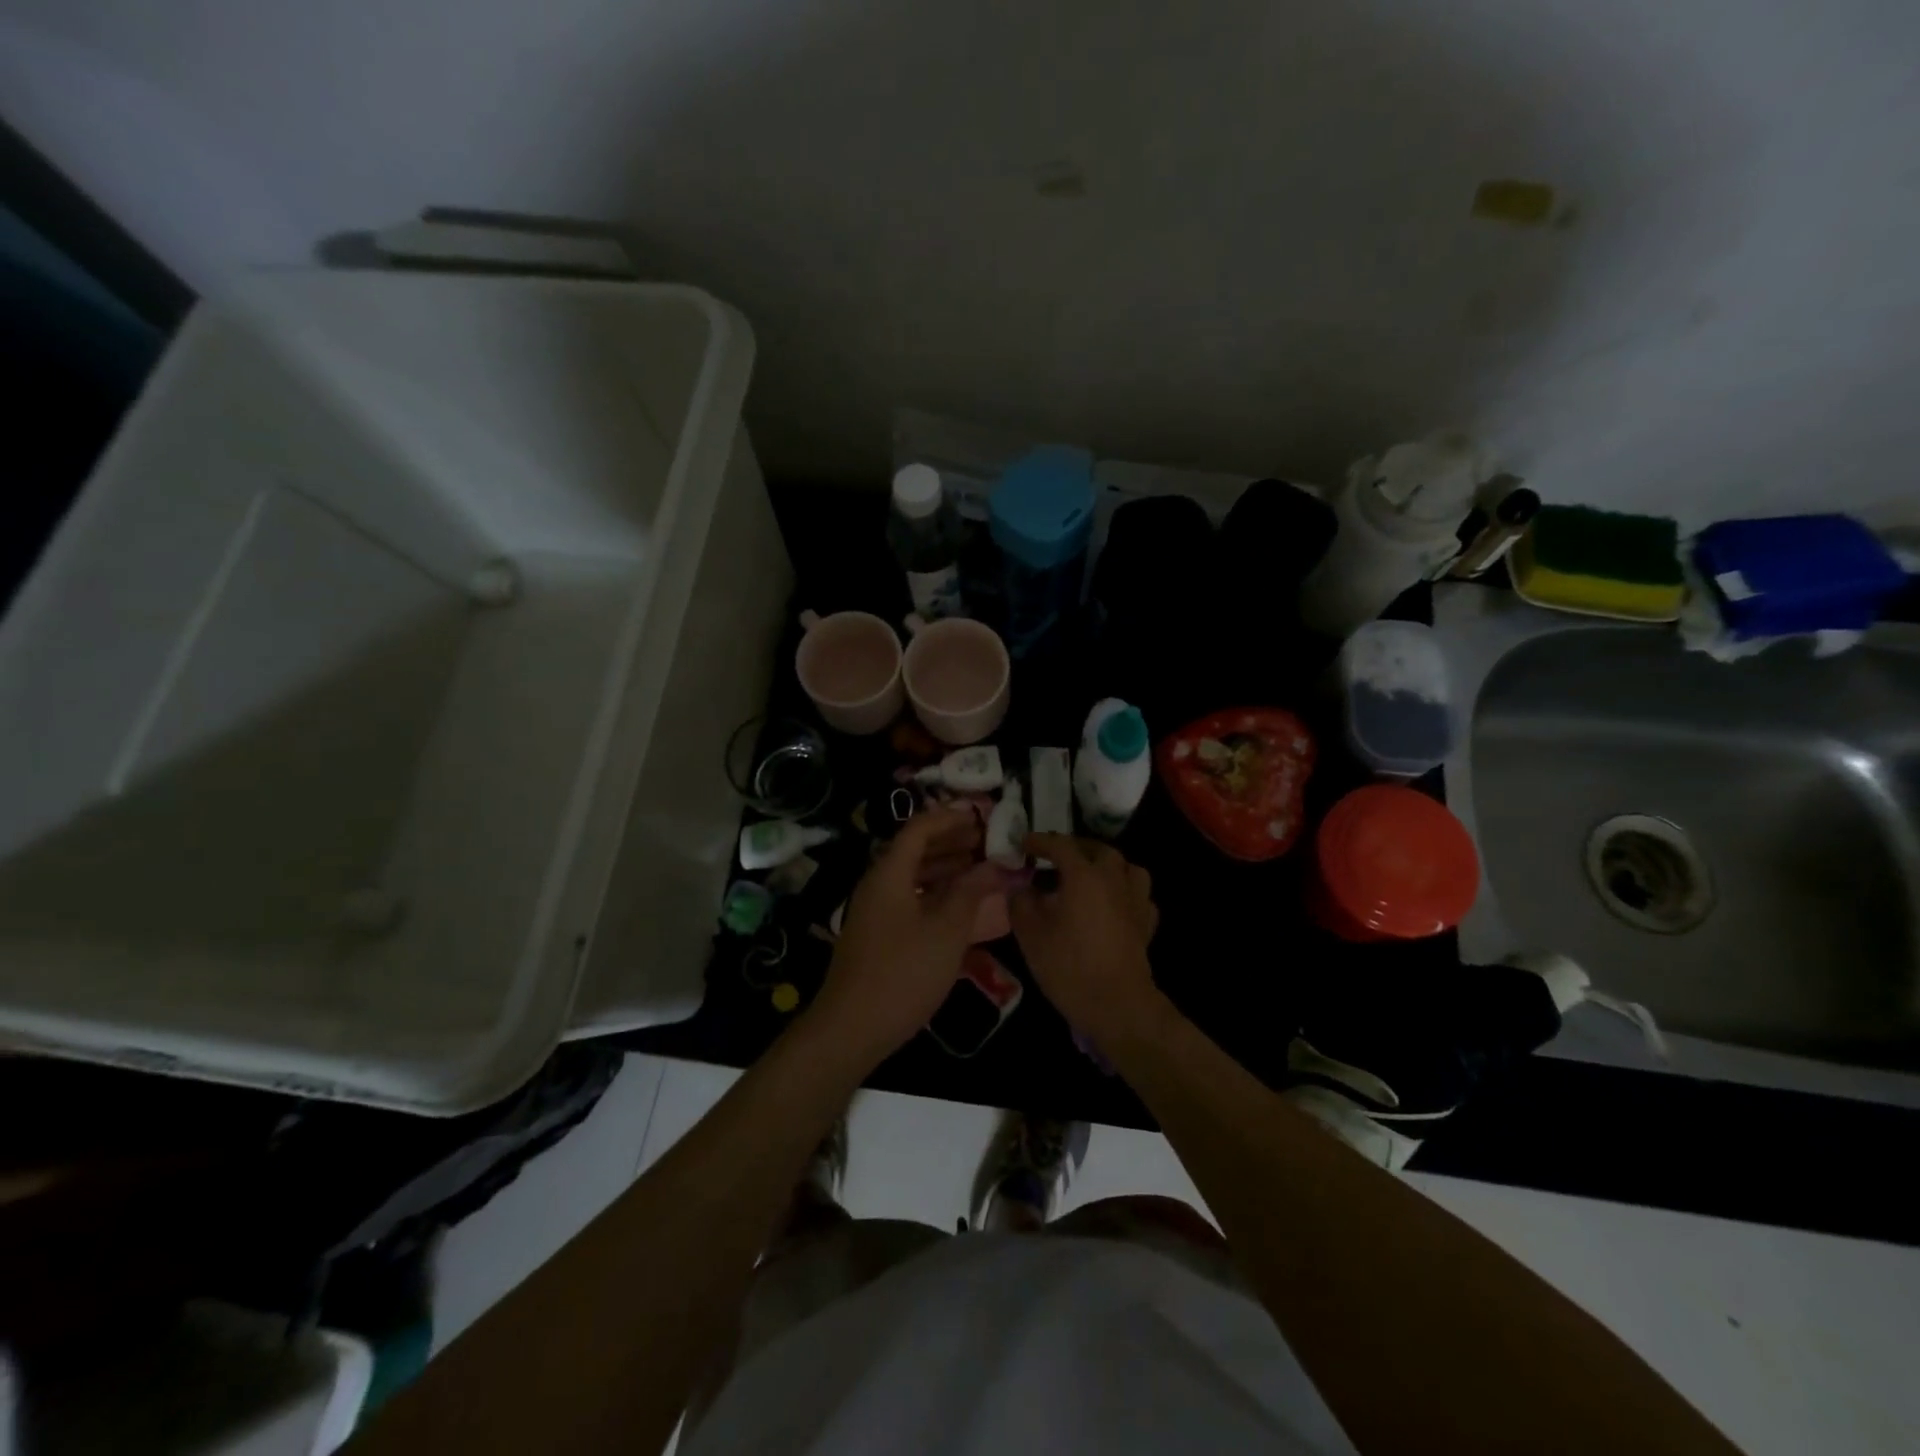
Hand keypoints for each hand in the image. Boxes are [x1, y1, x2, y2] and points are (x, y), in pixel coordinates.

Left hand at [808, 808, 1000, 1066]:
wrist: (852, 1027)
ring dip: (946, 866)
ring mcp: (876, 910)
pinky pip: (910, 897)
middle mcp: (878, 883)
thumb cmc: (904, 972)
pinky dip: (936, 892)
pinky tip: (960, 904)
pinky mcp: (878, 933)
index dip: (950, 818)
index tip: (982, 816)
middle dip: (952, 841)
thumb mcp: (947, 931)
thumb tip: (994, 864)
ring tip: (981, 867)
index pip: (919, 828)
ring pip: (913, 875)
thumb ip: (971, 892)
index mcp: (889, 873)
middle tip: (988, 840)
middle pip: (915, 848)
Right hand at [1011, 834, 1162, 1047]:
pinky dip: (1124, 891)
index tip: (1024, 843)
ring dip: (1107, 865)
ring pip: (1126, 867)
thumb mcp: (1030, 933)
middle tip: (1056, 859)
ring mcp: (1135, 900)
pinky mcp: (1146, 923)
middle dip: (1076, 849)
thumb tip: (1020, 887)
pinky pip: (1138, 894)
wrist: (1117, 1005)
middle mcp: (1114, 879)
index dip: (1040, 841)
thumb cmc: (1069, 965)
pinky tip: (1113, 904)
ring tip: (1090, 876)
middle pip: (1098, 850)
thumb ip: (1021, 902)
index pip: (1061, 845)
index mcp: (1084, 875)